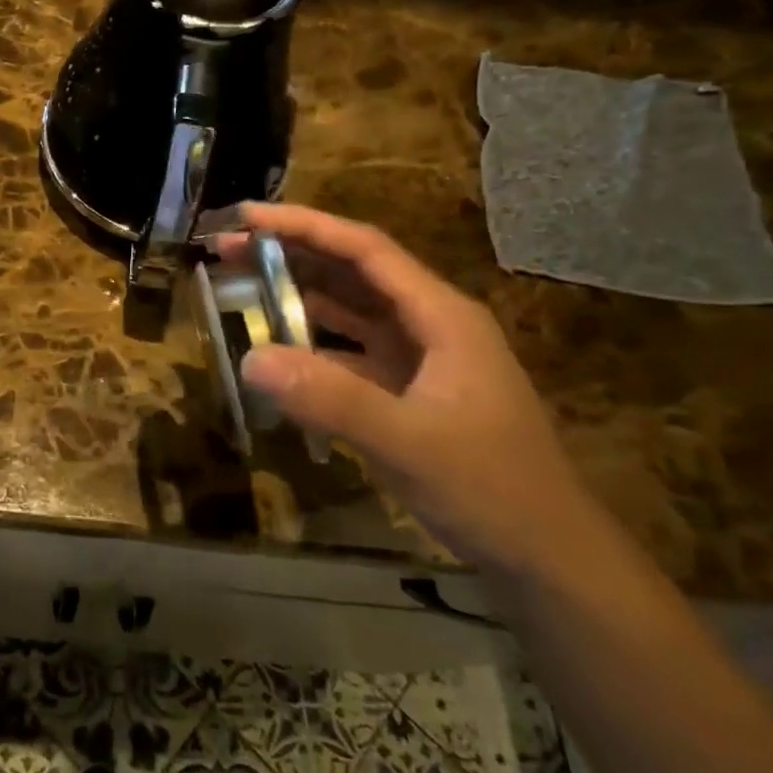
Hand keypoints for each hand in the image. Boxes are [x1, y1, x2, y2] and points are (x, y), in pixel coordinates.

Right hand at [219, 203, 599, 578]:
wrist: (546, 556)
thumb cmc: (491, 489)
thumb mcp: (410, 442)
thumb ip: (331, 399)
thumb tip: (251, 357)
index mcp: (441, 316)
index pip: (364, 250)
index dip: (304, 226)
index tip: (247, 216)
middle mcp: (429, 324)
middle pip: (352, 271)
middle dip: (290, 253)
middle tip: (227, 247)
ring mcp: (418, 358)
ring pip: (348, 309)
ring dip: (297, 292)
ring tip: (240, 281)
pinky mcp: (406, 390)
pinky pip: (347, 351)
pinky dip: (310, 342)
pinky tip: (275, 347)